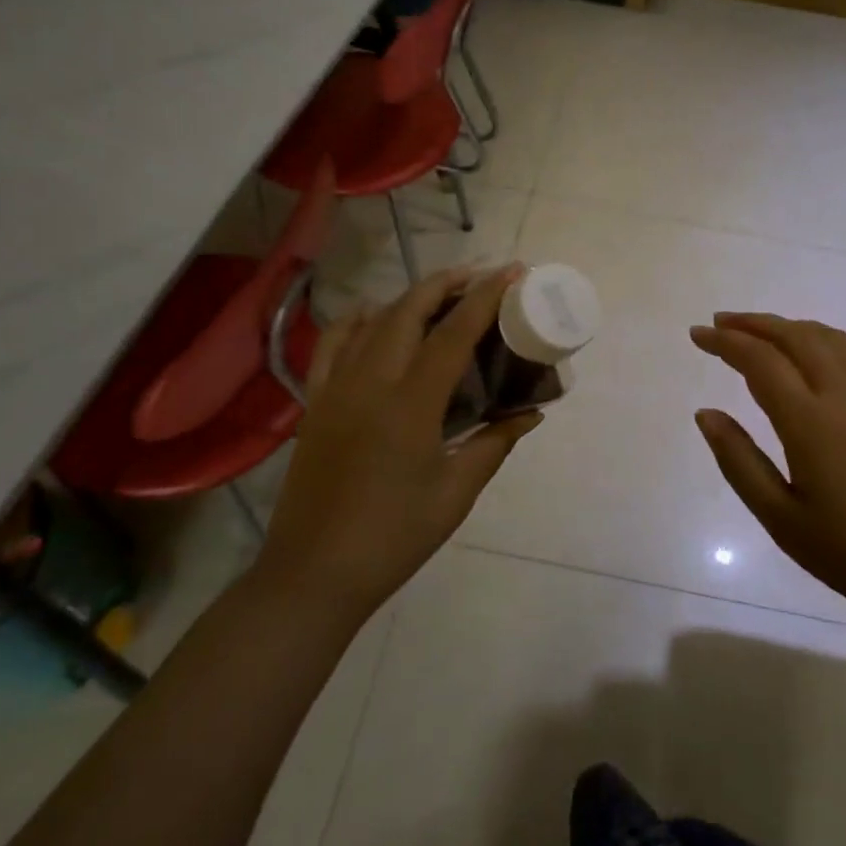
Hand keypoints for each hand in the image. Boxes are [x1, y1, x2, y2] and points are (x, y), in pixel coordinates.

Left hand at [257, 265, 539, 619]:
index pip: (453, 334)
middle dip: (447, 284)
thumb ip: (495, 443)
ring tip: (439, 294)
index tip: (511, 272)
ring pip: (373, 321)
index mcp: (410, 404)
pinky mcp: (315, 403)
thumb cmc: (394, 536)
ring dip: (409, 298)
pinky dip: (356, 320)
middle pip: (409, 311)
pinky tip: (373, 316)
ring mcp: (336, 389)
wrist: (314, 574)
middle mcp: (370, 382)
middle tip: (480, 276)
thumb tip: (531, 414)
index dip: (485, 298)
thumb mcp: (455, 492)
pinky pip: (333, 345)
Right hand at [690, 313, 845, 625]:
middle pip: (796, 336)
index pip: (760, 360)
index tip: (697, 334)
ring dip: (791, 326)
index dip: (725, 341)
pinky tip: (822, 350)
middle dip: (754, 323)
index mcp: (810, 421)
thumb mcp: (781, 518)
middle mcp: (844, 395)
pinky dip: (829, 338)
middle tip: (721, 321)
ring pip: (831, 338)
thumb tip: (706, 413)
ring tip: (763, 331)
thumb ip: (739, 460)